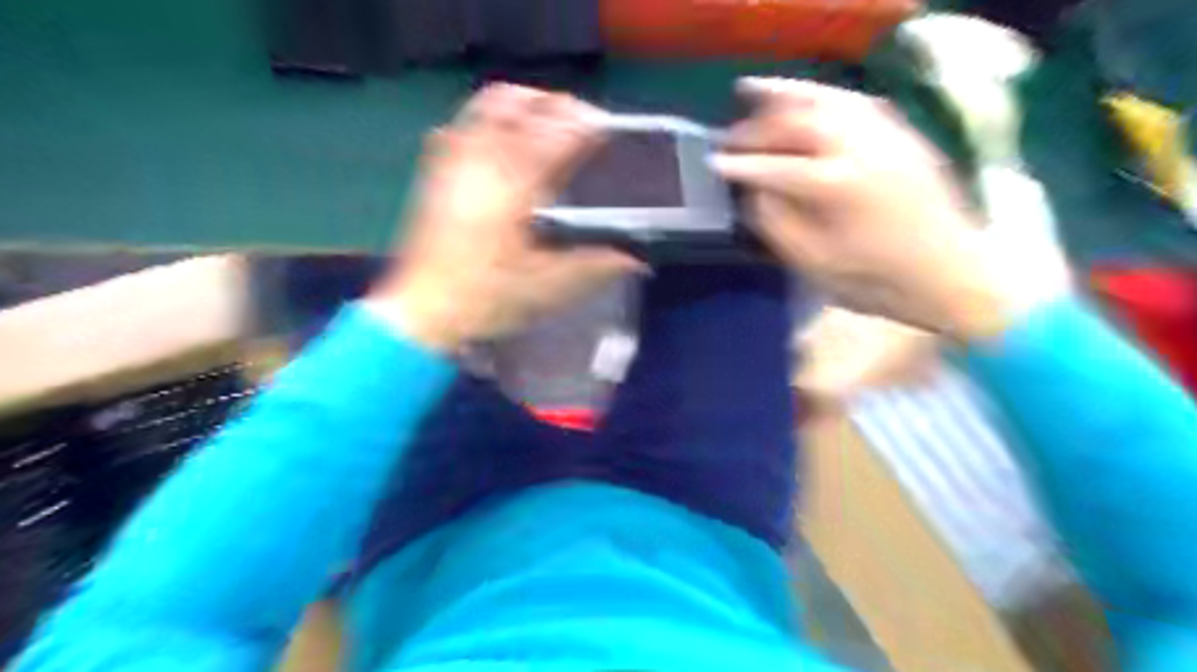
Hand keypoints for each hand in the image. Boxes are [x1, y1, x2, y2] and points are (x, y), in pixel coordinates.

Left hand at [369, 84, 641, 351]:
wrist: (423, 312)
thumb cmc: (486, 299)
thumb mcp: (547, 287)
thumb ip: (594, 265)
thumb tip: (637, 258)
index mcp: (515, 186)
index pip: (557, 133)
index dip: (587, 124)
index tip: (608, 130)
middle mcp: (483, 161)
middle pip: (523, 104)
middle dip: (558, 106)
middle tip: (583, 125)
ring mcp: (455, 162)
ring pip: (490, 106)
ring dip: (524, 104)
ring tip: (547, 123)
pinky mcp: (436, 172)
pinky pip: (463, 124)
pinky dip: (490, 119)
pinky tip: (502, 140)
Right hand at [714, 79, 1023, 341]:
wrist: (951, 277)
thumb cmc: (877, 281)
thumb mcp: (815, 264)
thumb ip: (778, 224)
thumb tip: (754, 192)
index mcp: (837, 186)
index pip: (775, 167)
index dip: (741, 164)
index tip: (713, 163)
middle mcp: (861, 148)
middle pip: (798, 123)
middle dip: (757, 127)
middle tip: (730, 136)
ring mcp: (887, 136)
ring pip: (827, 100)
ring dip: (787, 95)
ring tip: (756, 91)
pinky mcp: (904, 135)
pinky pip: (858, 102)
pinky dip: (825, 96)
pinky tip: (809, 100)